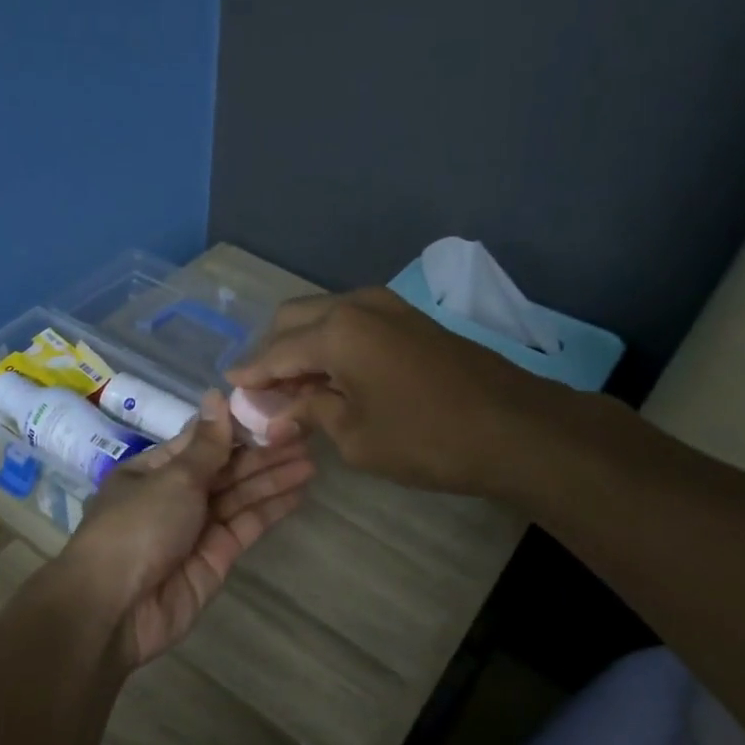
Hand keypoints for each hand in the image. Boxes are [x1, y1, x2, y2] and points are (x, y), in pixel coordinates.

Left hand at [63, 392, 315, 666]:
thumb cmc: (137, 527)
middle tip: (305, 436)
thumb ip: (206, 444)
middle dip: (262, 453)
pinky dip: (270, 509)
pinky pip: (246, 526)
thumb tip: (216, 394)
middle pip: (225, 469)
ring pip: (239, 496)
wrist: (115, 608)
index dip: (237, 428)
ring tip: (311, 460)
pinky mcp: (216, 558)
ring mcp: (196, 528)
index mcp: (153, 470)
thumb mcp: (172, 478)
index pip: (202, 442)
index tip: (274, 413)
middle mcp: (175, 496)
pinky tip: (299, 492)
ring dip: (273, 478)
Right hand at [228, 287, 547, 496]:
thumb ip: (310, 414)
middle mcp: (356, 305)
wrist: (516, 428)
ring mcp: (387, 307)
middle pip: (294, 319)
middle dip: (272, 352)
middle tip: (262, 391)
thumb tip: (275, 416)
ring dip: (302, 345)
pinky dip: (331, 343)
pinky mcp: (409, 319)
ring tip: (294, 387)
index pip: (275, 352)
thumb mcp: (356, 437)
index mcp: (336, 331)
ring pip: (324, 315)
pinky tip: (331, 376)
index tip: (229, 389)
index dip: (250, 374)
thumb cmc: (427, 438)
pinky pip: (352, 322)